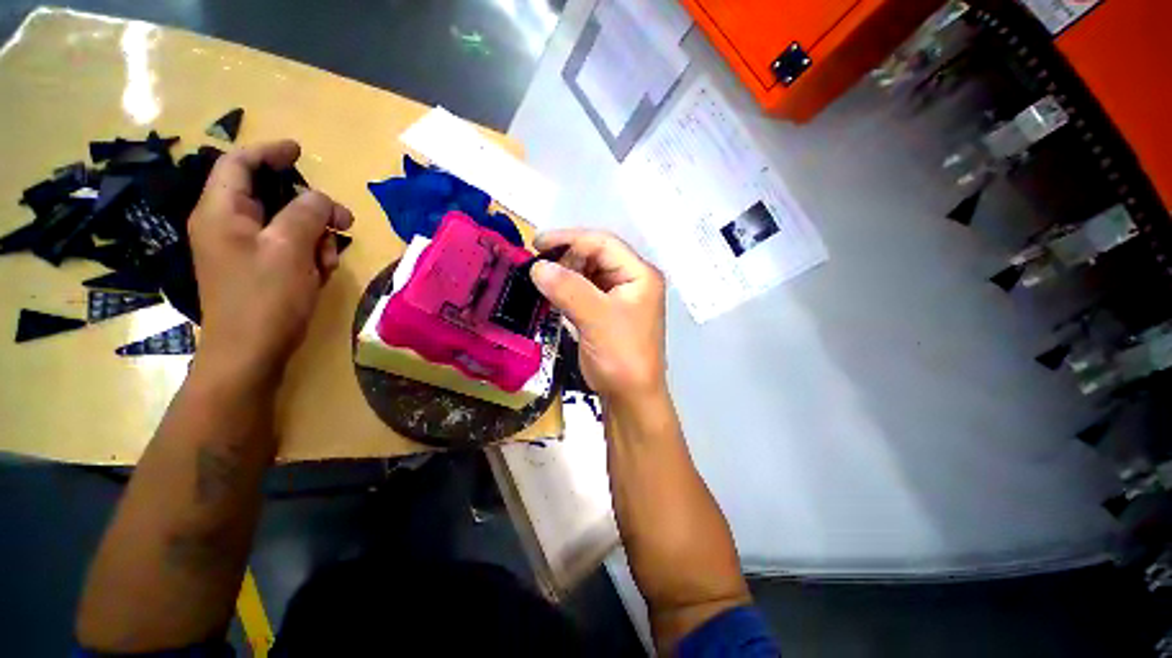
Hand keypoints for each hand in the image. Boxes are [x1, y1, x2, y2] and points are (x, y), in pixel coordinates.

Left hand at [189, 140, 353, 378]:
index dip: (269, 151)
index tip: (300, 151)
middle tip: (345, 221)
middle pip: (271, 196)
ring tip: (330, 259)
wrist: (250, 353)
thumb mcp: (289, 249)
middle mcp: (227, 225)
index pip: (239, 164)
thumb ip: (306, 213)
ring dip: (315, 236)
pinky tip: (321, 273)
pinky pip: (288, 248)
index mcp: (221, 212)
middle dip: (310, 206)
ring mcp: (243, 250)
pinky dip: (309, 255)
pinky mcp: (258, 269)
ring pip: (286, 224)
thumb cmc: (264, 298)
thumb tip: (320, 198)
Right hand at [530, 230, 665, 401]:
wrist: (631, 397)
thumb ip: (568, 289)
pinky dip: (567, 289)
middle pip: (596, 255)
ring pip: (589, 273)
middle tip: (538, 266)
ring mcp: (620, 296)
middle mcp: (633, 280)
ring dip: (565, 273)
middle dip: (566, 257)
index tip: (538, 244)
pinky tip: (552, 292)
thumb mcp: (596, 319)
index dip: (570, 239)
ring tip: (542, 279)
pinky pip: (585, 291)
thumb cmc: (621, 356)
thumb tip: (537, 266)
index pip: (604, 243)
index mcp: (640, 274)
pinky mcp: (608, 311)